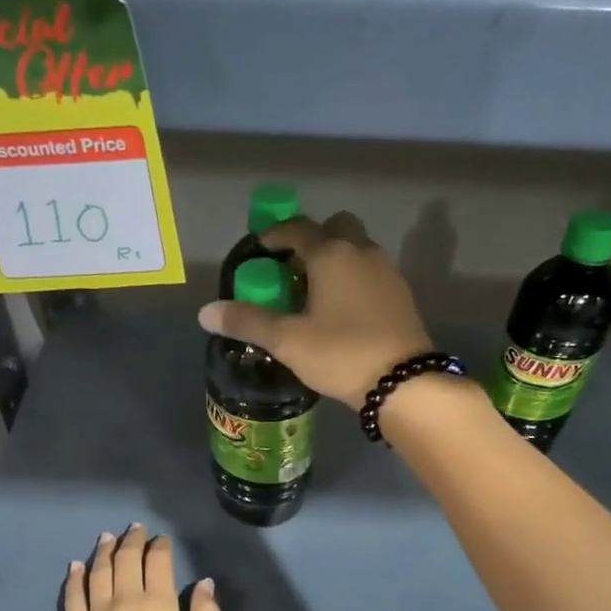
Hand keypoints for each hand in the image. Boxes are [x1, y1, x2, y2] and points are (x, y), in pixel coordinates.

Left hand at [63, 525, 217, 610]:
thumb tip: (205, 582)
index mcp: (159, 605)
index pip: (158, 562)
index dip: (160, 546)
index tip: (161, 540)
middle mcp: (126, 600)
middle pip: (126, 559)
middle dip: (132, 540)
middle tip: (135, 529)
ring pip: (98, 571)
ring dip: (103, 551)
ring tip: (107, 537)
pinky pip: (73, 596)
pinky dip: (74, 577)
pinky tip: (75, 566)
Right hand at [197, 213, 433, 406]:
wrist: (404, 382)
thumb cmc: (340, 353)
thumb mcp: (287, 340)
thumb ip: (247, 321)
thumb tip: (206, 312)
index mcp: (331, 253)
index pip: (298, 228)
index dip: (275, 234)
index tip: (260, 249)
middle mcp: (362, 251)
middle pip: (336, 227)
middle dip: (312, 239)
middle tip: (293, 268)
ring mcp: (387, 272)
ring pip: (357, 250)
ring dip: (335, 259)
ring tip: (315, 293)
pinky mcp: (402, 295)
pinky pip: (371, 273)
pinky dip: (353, 279)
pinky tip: (343, 311)